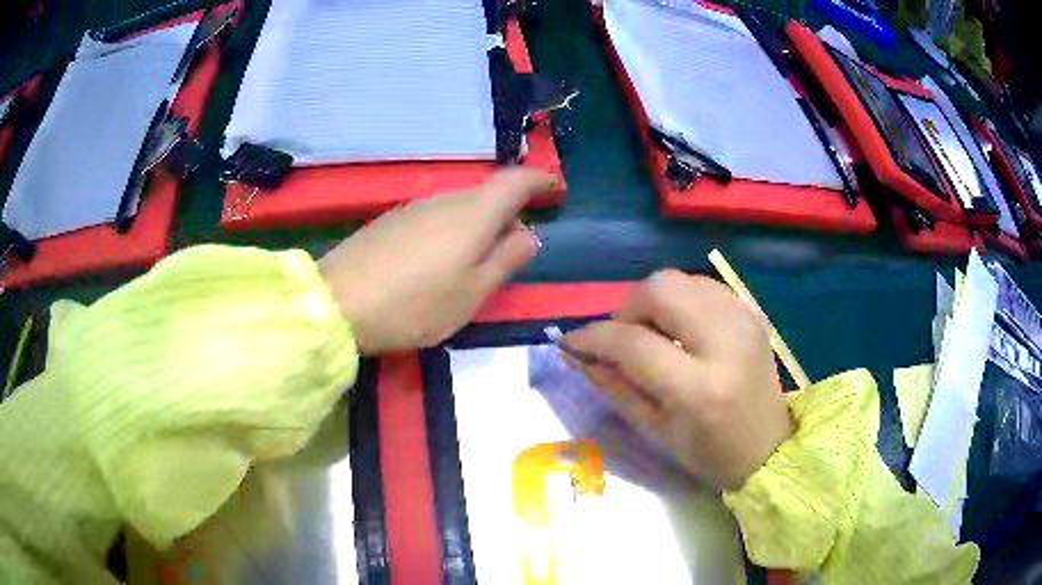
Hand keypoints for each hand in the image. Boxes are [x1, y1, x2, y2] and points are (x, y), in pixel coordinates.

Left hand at [319, 169, 554, 354]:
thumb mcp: (472, 293)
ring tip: (478, 261)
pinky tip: (441, 261)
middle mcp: (445, 200)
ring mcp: (413, 208)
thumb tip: (527, 235)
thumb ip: (505, 260)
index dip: (541, 181)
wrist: (337, 303)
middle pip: (488, 194)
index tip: (557, 191)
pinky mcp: (391, 222)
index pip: (516, 181)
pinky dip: (452, 231)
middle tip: (517, 245)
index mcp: (473, 213)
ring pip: (460, 207)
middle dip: (510, 212)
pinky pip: (436, 218)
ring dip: (480, 224)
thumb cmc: (415, 304)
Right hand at [562, 270, 793, 490]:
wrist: (769, 448)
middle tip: (620, 338)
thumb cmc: (710, 453)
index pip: (634, 343)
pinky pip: (702, 286)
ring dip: (653, 302)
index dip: (594, 337)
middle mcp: (726, 341)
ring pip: (681, 280)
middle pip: (660, 289)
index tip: (571, 342)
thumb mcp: (655, 431)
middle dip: (627, 308)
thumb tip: (577, 354)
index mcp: (699, 388)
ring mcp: (744, 320)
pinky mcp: (752, 313)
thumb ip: (614, 387)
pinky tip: (679, 328)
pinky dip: (680, 300)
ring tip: (651, 334)